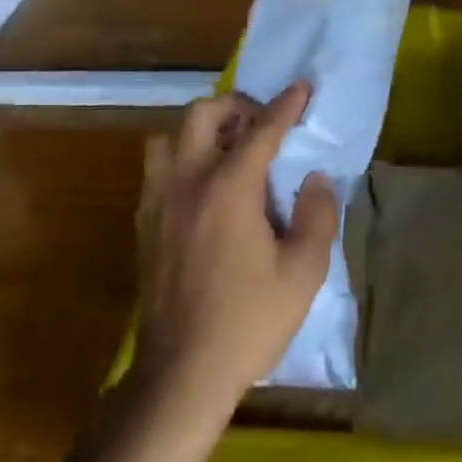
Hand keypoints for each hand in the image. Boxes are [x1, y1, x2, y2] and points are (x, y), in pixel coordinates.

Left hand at [133, 81, 339, 419]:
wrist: (182, 373)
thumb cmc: (249, 321)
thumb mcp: (304, 272)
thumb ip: (317, 215)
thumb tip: (314, 179)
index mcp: (229, 188)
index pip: (261, 129)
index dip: (286, 105)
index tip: (302, 88)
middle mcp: (187, 182)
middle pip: (202, 114)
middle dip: (236, 106)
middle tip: (262, 123)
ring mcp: (158, 202)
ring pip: (169, 138)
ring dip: (200, 131)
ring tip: (228, 152)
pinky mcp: (144, 225)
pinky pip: (158, 170)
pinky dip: (182, 160)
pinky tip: (204, 190)